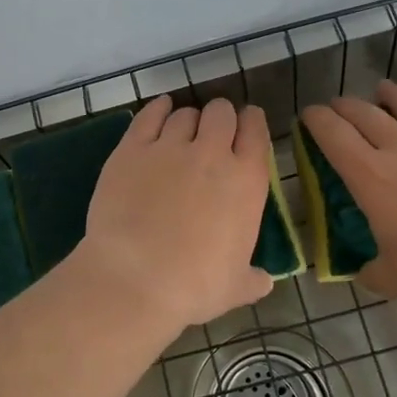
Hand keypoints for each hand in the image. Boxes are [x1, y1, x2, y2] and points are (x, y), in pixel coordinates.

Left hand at [70, 96, 275, 339]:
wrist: (135, 279)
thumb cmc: (194, 286)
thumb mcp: (236, 287)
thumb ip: (253, 278)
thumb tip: (264, 281)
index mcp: (246, 181)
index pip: (256, 131)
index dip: (251, 123)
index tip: (247, 126)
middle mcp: (211, 153)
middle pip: (221, 112)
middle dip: (220, 118)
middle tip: (213, 133)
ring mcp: (169, 147)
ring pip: (185, 113)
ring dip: (188, 119)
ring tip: (182, 132)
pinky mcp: (132, 148)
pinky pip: (149, 115)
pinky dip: (157, 109)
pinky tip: (159, 111)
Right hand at [301, 80, 396, 318]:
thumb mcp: (395, 282)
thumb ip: (371, 270)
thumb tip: (362, 270)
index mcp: (372, 178)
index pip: (332, 134)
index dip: (315, 120)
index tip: (308, 117)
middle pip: (364, 112)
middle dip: (344, 106)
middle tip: (338, 108)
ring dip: (388, 95)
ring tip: (382, 91)